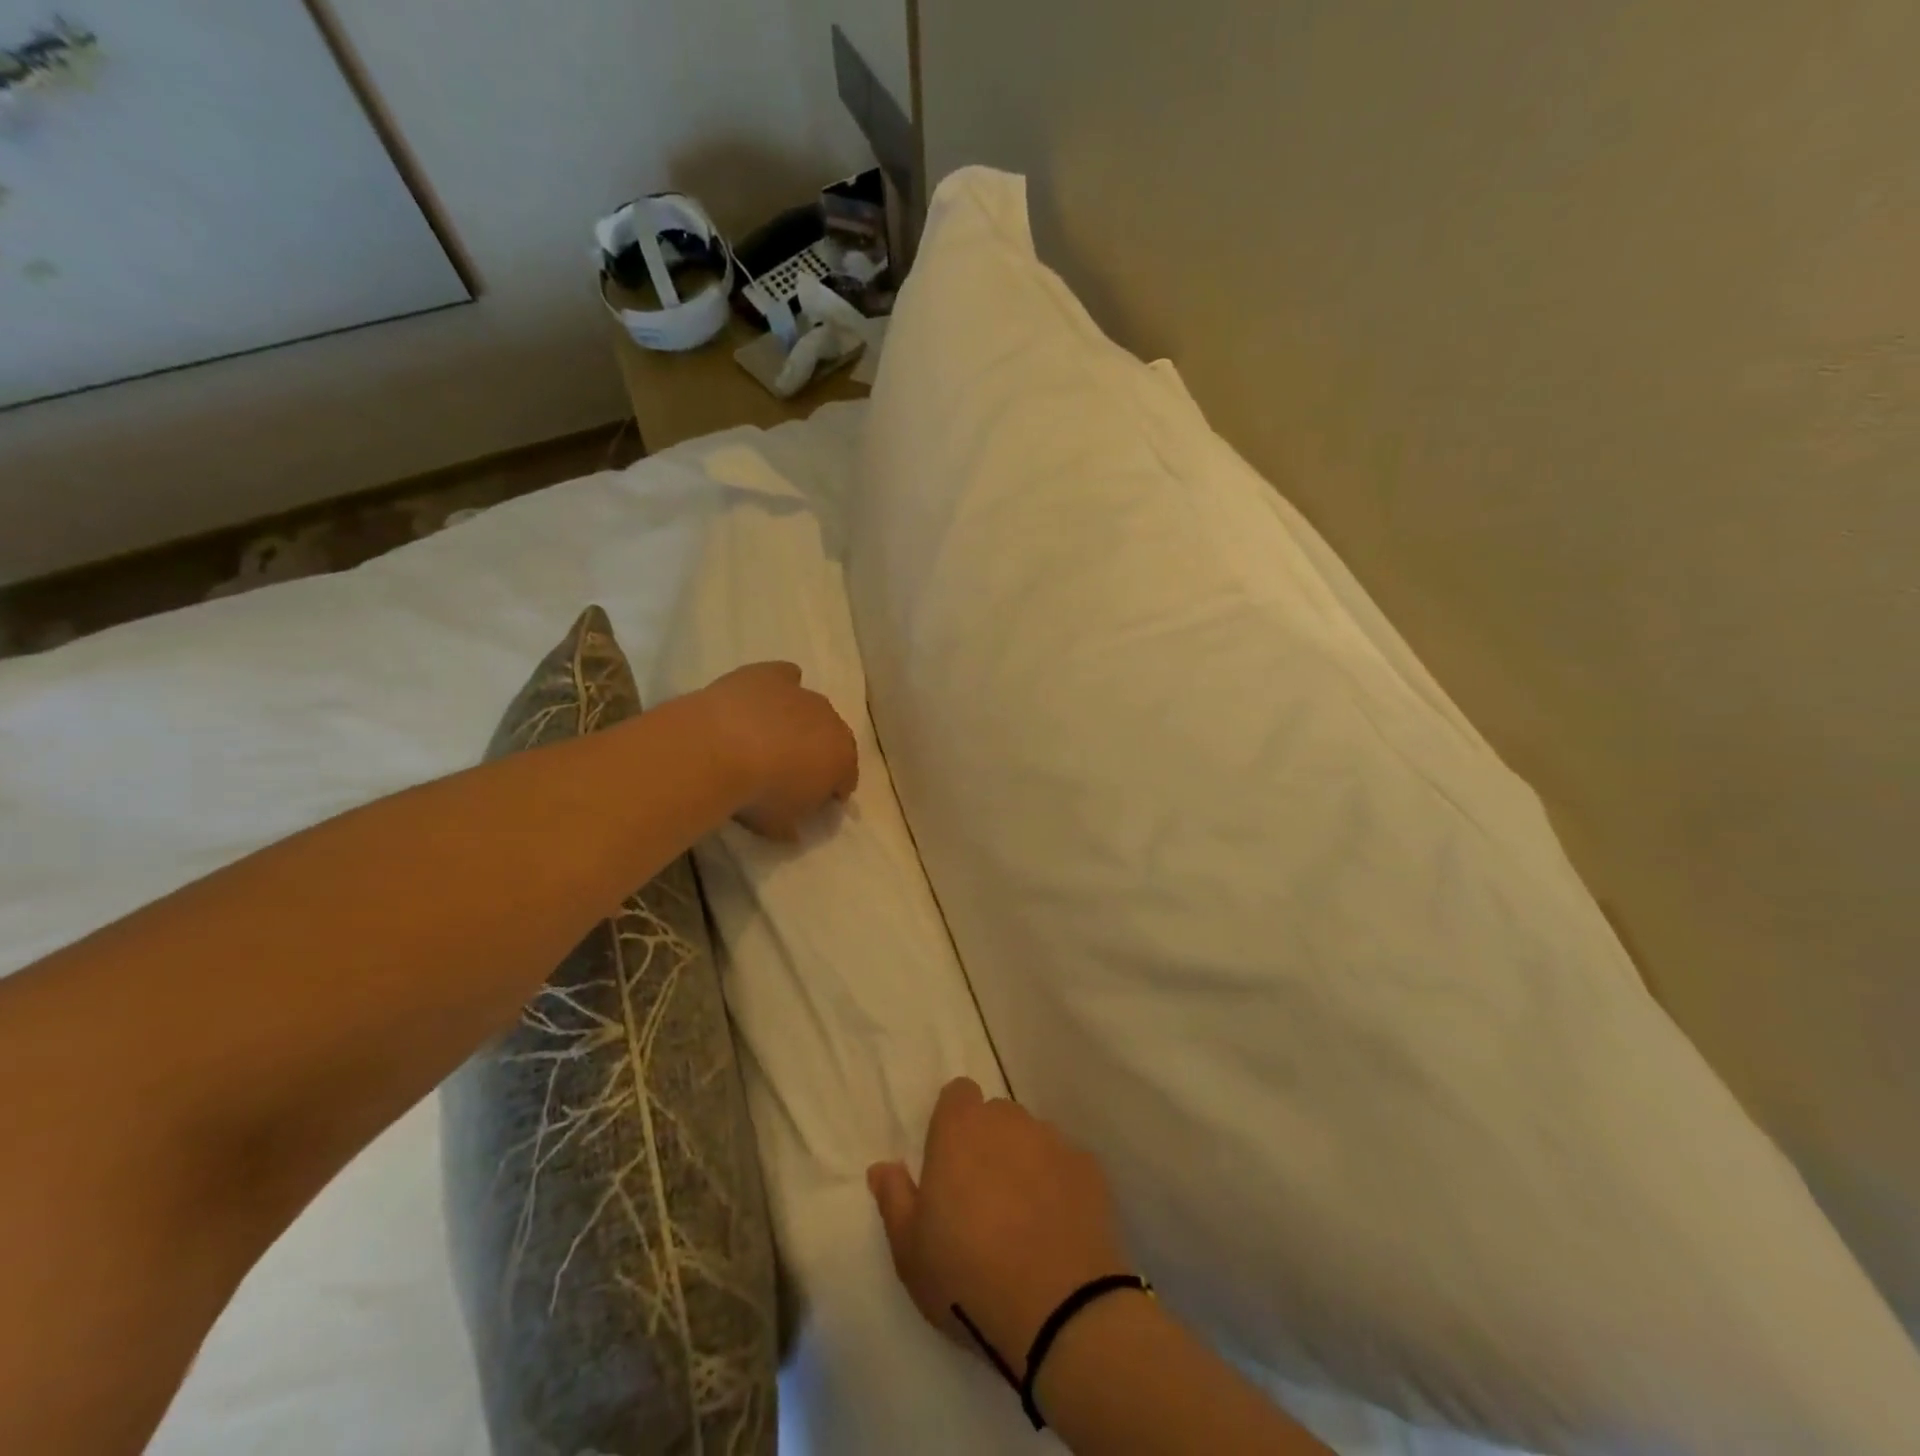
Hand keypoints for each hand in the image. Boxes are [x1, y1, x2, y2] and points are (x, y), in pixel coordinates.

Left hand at [699, 662, 858, 840]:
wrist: (719, 749)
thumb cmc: (757, 794)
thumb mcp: (779, 825)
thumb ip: (793, 824)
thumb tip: (795, 830)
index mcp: (842, 758)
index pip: (846, 777)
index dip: (832, 790)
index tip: (815, 802)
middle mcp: (831, 721)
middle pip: (831, 738)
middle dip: (817, 753)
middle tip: (789, 771)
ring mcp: (801, 694)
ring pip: (809, 708)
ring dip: (796, 723)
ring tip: (768, 739)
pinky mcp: (770, 675)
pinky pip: (785, 677)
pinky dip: (780, 686)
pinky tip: (763, 699)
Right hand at [869, 1078, 1133, 1368]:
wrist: (1059, 1309)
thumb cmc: (968, 1275)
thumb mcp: (910, 1250)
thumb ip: (894, 1198)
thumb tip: (882, 1167)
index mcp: (960, 1129)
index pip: (958, 1094)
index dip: (953, 1121)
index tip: (950, 1160)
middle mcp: (1008, 1120)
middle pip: (996, 1116)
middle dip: (989, 1143)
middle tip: (983, 1197)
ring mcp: (1053, 1140)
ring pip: (1033, 1138)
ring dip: (1025, 1162)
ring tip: (1023, 1217)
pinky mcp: (1089, 1167)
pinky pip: (1066, 1165)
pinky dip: (1060, 1184)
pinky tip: (1057, 1227)